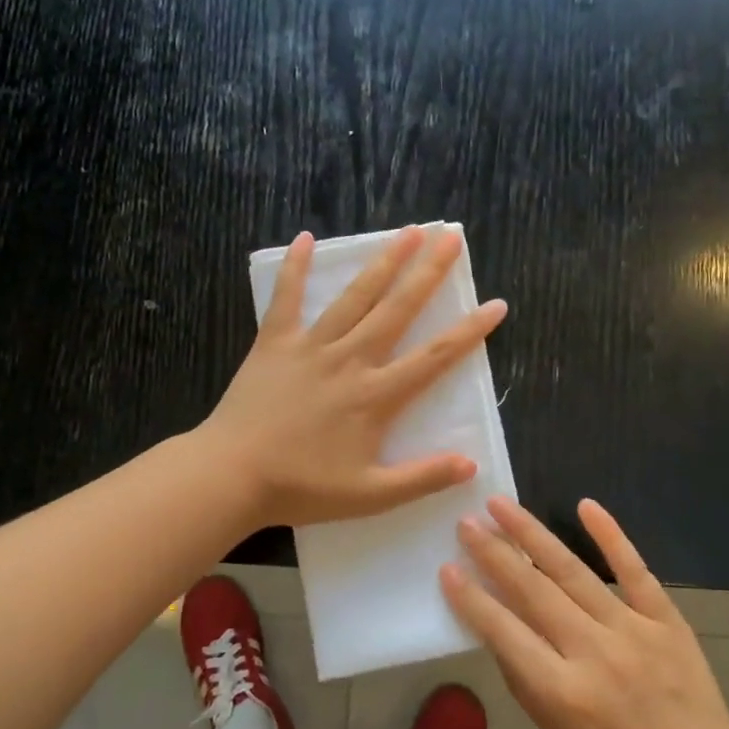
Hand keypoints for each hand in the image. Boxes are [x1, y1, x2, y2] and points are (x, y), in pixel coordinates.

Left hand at [201, 226, 507, 530]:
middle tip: (450, 238)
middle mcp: (350, 360)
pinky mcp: (274, 343)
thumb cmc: (302, 488)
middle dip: (428, 272)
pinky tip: (305, 238)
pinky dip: (294, 269)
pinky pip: (286, 299)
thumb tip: (470, 465)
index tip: (496, 304)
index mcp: (376, 396)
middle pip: (397, 309)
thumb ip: (421, 478)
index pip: (434, 357)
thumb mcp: (370, 496)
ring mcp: (310, 347)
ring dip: (382, 263)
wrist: (232, 475)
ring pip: (354, 297)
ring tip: (406, 232)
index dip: (469, 331)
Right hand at [442, 496, 728, 728]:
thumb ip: (526, 680)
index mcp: (561, 692)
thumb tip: (498, 628)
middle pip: (533, 590)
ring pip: (573, 571)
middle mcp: (592, 653)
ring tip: (502, 505)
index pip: (503, 631)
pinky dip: (610, 536)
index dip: (471, 598)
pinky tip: (585, 505)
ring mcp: (633, 631)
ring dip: (533, 534)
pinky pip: (634, 570)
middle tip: (466, 522)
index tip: (447, 567)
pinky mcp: (667, 620)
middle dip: (494, 553)